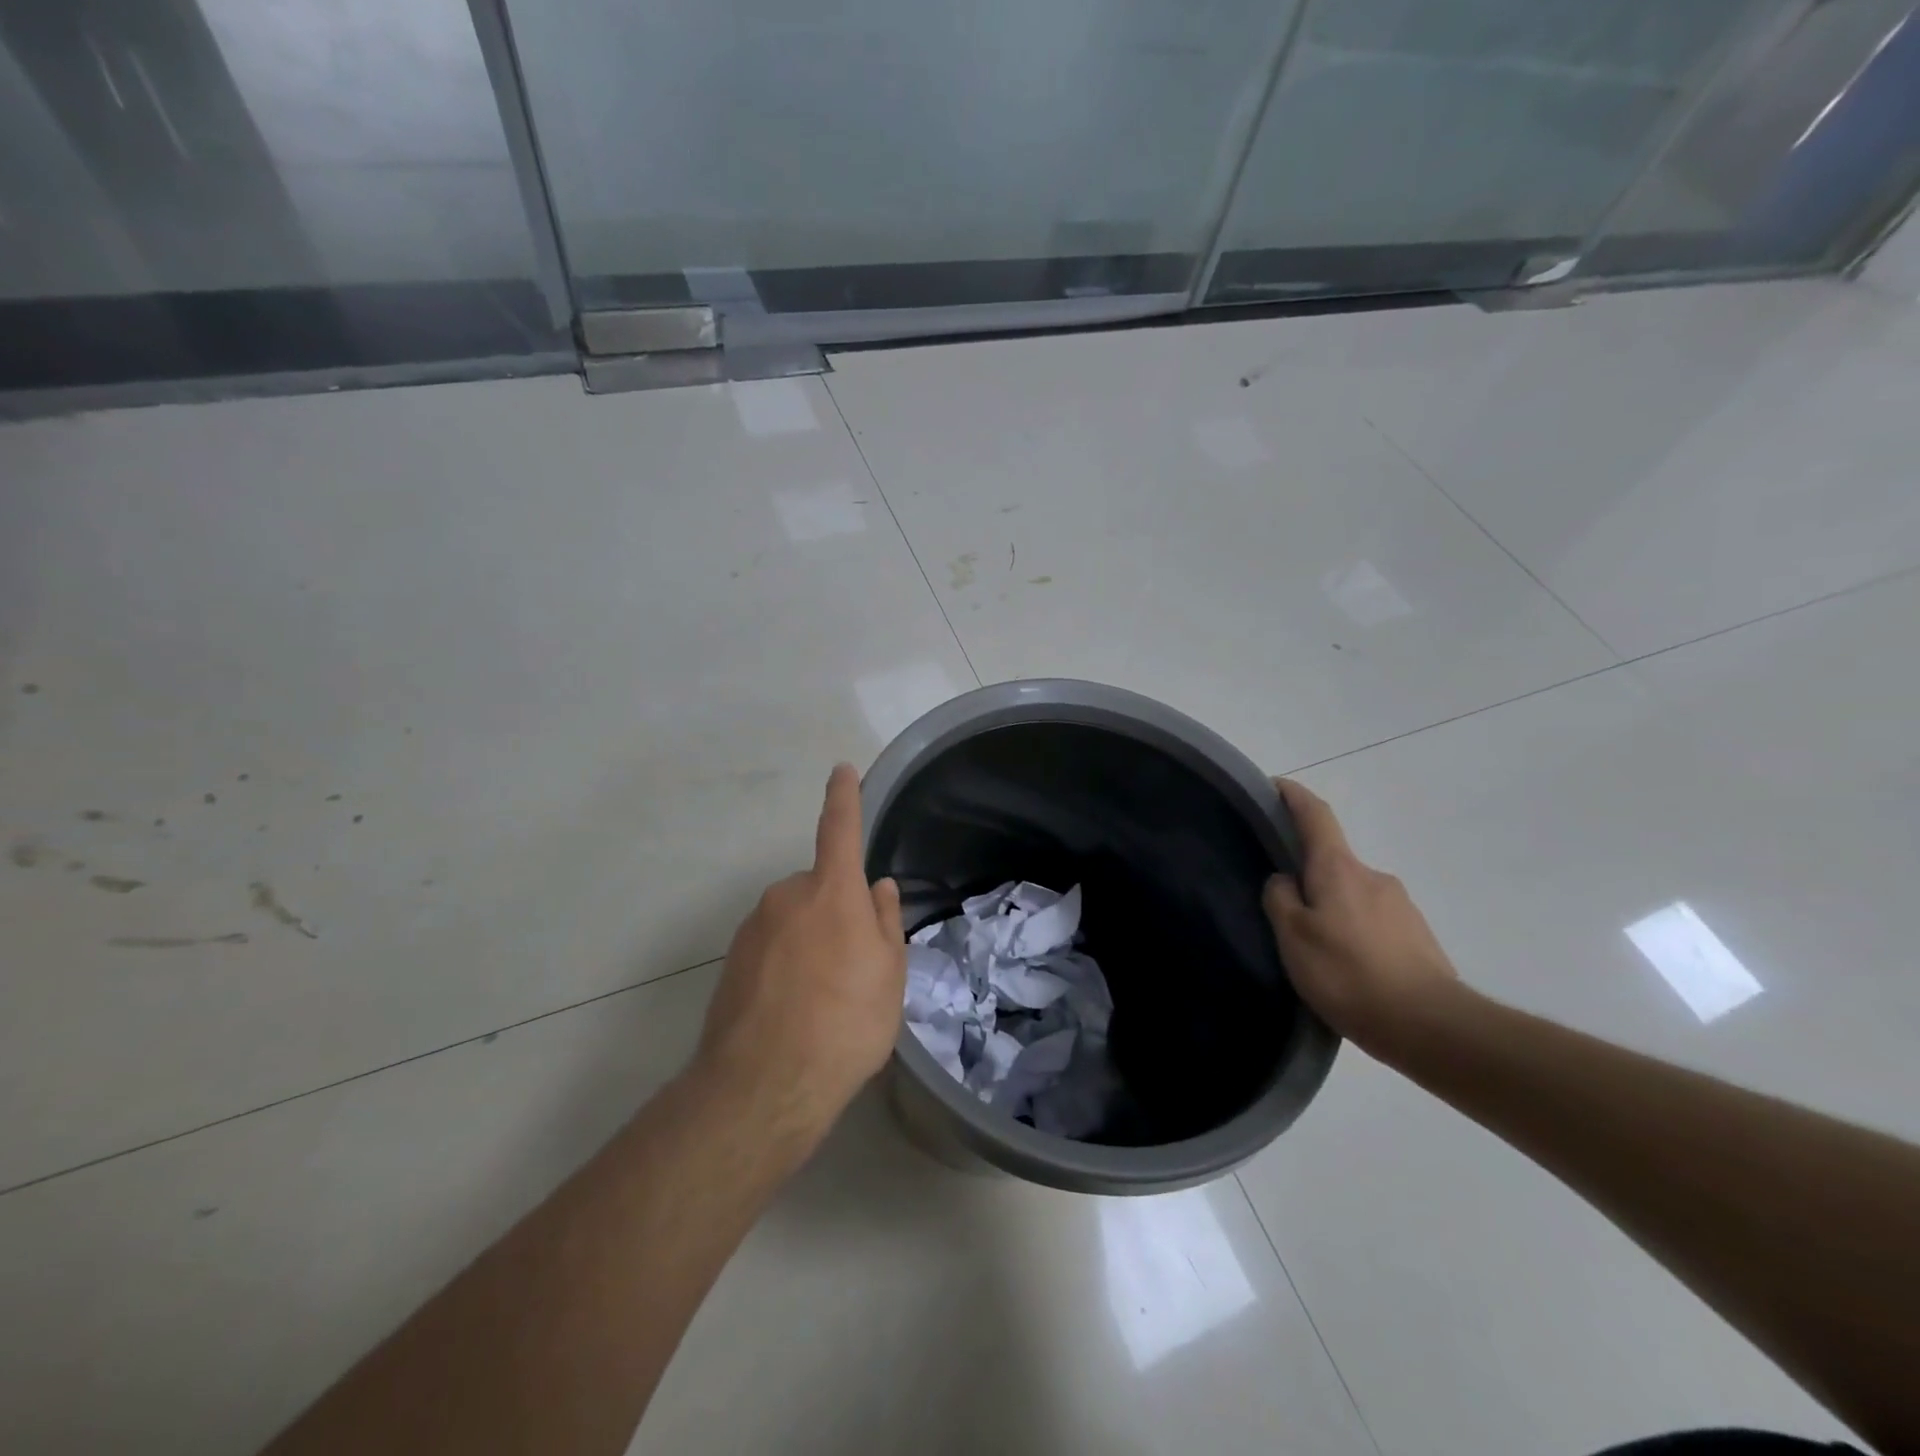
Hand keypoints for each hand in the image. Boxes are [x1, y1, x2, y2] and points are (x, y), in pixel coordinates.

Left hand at [694, 763, 906, 1148]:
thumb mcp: (889, 975)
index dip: (844, 797)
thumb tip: (879, 887)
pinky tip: (795, 1009)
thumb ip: (885, 922)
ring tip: (825, 999)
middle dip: (837, 912)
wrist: (764, 1085)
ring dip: (812, 942)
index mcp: (832, 891)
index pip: (839, 828)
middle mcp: (787, 896)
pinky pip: (772, 947)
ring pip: (795, 920)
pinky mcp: (732, 960)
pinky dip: (786, 965)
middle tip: (856, 966)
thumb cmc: (846, 1022)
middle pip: (820, 889)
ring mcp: (753, 927)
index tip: (842, 770)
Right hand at [1262, 778, 1458, 1056]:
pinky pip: (1374, 923)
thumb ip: (1280, 900)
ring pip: (1354, 895)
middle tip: (1284, 908)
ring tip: (1316, 948)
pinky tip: (1347, 968)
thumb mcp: (1293, 937)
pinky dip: (1355, 933)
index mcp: (1339, 869)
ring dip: (1333, 909)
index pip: (1316, 816)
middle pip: (1333, 862)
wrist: (1432, 1027)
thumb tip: (1285, 881)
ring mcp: (1402, 906)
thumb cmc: (1349, 974)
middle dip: (1309, 875)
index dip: (1294, 796)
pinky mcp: (1419, 937)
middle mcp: (1373, 877)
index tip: (1275, 785)